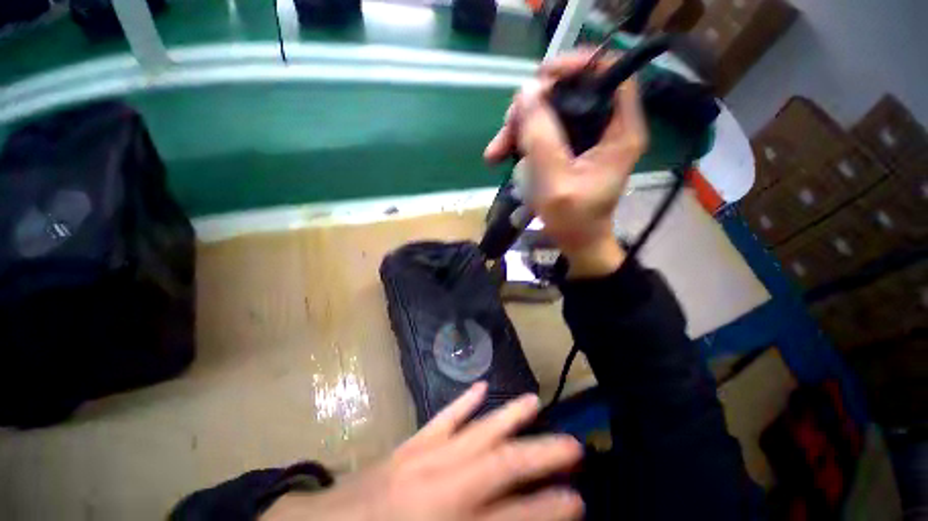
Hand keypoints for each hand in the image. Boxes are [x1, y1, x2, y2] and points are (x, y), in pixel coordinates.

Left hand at [262, 382, 583, 520]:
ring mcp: (424, 457)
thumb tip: (513, 519)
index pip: (511, 515)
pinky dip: (464, 403)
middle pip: (500, 464)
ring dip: (507, 416)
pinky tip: (481, 386)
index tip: (579, 500)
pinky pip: (443, 418)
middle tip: (573, 446)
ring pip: (476, 430)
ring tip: (533, 400)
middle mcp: (441, 484)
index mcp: (446, 520)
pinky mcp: (410, 445)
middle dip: (540, 455)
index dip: (548, 508)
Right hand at [484, 50, 648, 277]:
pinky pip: (542, 132)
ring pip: (549, 113)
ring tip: (495, 152)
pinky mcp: (568, 150)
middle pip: (570, 92)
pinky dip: (521, 141)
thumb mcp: (556, 182)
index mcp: (620, 131)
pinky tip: (501, 156)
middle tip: (507, 129)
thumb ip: (541, 138)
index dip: (577, 66)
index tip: (541, 77)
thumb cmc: (574, 220)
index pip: (609, 74)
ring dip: (519, 128)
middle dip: (533, 107)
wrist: (576, 243)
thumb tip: (525, 92)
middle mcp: (606, 127)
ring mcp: (584, 139)